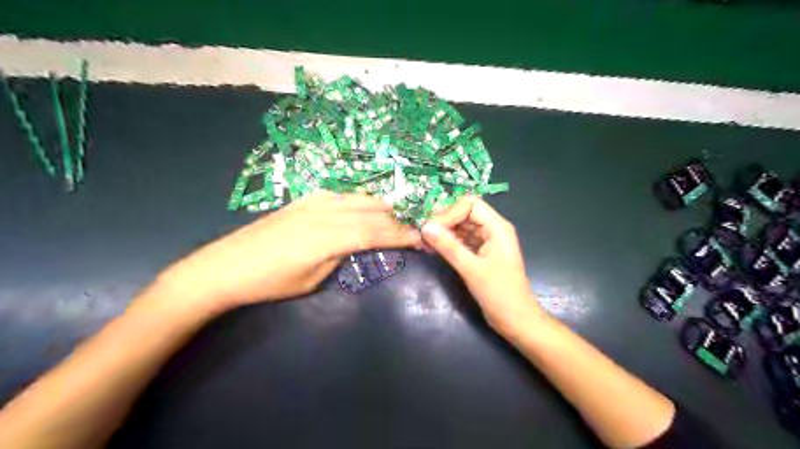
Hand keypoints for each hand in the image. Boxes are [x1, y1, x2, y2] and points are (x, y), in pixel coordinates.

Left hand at [146, 190, 419, 314]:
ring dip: (379, 206)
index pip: (375, 232)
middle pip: (370, 212)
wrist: (223, 267)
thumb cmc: (268, 282)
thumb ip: (339, 256)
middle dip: (396, 219)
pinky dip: (358, 201)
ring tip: (395, 213)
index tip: (420, 238)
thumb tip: (355, 244)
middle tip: (414, 226)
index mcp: (328, 237)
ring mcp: (311, 203)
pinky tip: (362, 206)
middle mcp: (324, 213)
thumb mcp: (311, 279)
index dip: (400, 235)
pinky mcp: (301, 201)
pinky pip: (339, 196)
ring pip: (356, 199)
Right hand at [419, 196, 543, 332]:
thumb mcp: (471, 269)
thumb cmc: (499, 293)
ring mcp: (488, 241)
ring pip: (463, 227)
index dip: (449, 213)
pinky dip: (449, 242)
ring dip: (444, 232)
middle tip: (423, 232)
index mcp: (497, 227)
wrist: (516, 320)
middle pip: (465, 213)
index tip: (431, 228)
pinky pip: (463, 240)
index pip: (469, 205)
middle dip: (444, 220)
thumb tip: (425, 227)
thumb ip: (448, 246)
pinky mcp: (482, 253)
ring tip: (424, 240)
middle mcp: (493, 229)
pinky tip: (433, 248)